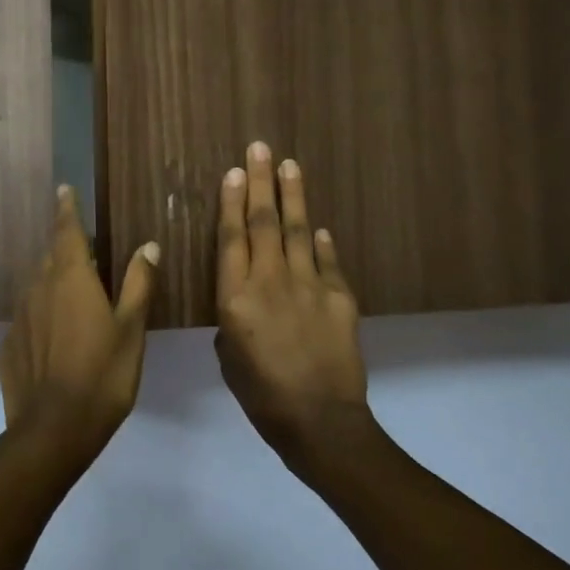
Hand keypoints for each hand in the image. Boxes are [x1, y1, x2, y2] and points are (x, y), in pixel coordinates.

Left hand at [0, 186, 160, 467]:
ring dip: (55, 284)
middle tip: (87, 254)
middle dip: (67, 249)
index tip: (64, 190)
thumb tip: (147, 245)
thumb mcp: (131, 329)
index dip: (67, 209)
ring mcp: (20, 318)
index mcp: (71, 278)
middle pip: (52, 258)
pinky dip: (43, 318)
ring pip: (38, 287)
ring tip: (76, 298)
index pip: (66, 231)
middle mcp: (39, 289)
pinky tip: (58, 341)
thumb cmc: (103, 374)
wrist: (53, 430)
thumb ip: (139, 284)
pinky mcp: (9, 346)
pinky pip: (29, 319)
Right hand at [215, 142, 374, 472]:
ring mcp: (309, 286)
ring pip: (298, 231)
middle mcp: (270, 281)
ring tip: (290, 165)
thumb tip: (245, 303)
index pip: (232, 238)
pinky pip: (327, 261)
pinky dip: (321, 242)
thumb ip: (232, 321)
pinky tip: (317, 226)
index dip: (232, 202)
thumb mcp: (229, 359)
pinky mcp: (340, 297)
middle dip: (262, 182)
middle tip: (260, 148)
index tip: (235, 172)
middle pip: (265, 223)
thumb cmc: (261, 396)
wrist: (320, 421)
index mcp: (235, 298)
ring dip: (293, 196)